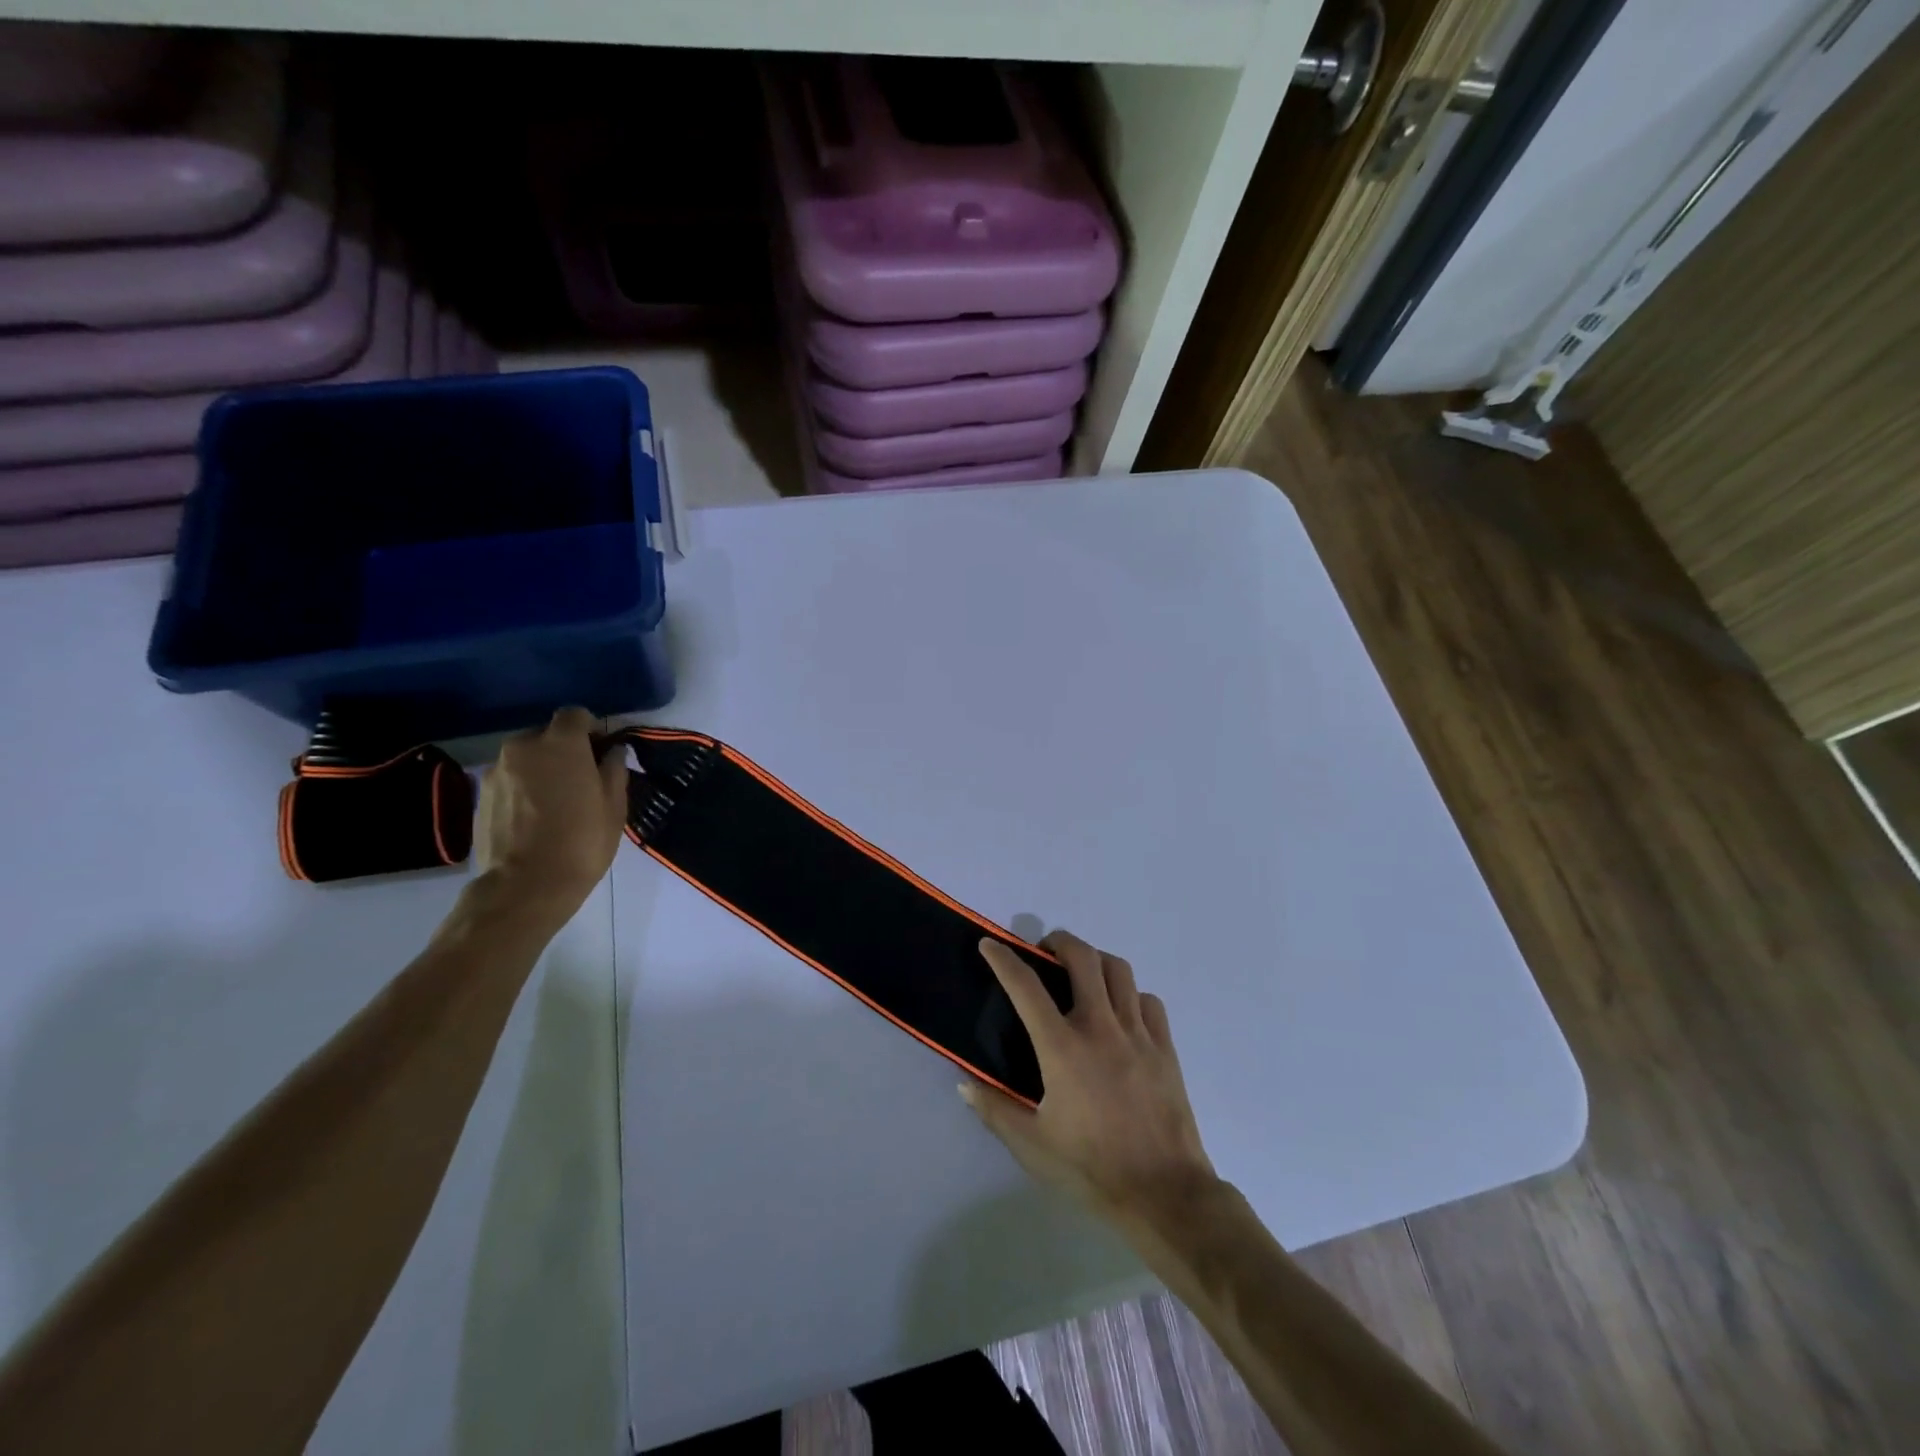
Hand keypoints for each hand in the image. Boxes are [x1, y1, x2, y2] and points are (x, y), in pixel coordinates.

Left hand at [473, 707, 627, 918]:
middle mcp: (522, 747)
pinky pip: (509, 780)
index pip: (575, 715)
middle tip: (581, 779)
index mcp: (560, 743)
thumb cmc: (581, 842)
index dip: (591, 729)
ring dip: (541, 769)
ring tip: (555, 802)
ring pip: (525, 758)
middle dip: (564, 749)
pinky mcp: (479, 795)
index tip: (601, 752)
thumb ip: (613, 770)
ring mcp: (496, 771)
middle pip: (546, 735)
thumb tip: (611, 752)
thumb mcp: (614, 806)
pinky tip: (534, 817)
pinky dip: (522, 788)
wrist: (525, 886)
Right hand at [962, 931, 1216, 1231]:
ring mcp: (1137, 1034)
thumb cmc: (1091, 1169)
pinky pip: (1148, 1001)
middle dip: (1059, 942)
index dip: (1003, 959)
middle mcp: (1100, 1027)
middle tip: (1045, 952)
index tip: (989, 945)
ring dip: (1096, 961)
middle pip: (1082, 958)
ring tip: (1083, 974)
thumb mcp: (1032, 1146)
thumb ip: (995, 1110)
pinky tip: (1122, 1011)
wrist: (1164, 1193)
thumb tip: (965, 1083)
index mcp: (1062, 1048)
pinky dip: (1130, 994)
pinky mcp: (1165, 1047)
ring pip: (1119, 970)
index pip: (1026, 987)